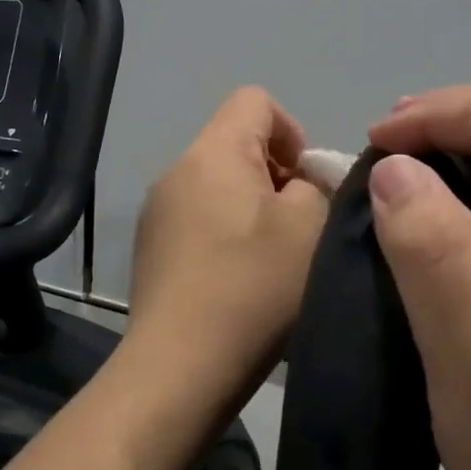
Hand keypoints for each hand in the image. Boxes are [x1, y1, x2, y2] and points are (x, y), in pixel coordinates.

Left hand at [126, 87, 328, 406]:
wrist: (179, 369)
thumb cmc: (252, 288)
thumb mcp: (309, 227)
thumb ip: (317, 185)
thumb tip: (301, 184)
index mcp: (212, 153)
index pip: (255, 100)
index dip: (293, 130)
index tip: (309, 183)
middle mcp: (176, 172)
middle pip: (237, 144)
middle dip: (279, 175)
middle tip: (301, 227)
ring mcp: (157, 214)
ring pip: (220, 186)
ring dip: (255, 209)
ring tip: (273, 260)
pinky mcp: (152, 252)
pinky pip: (201, 220)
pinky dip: (229, 236)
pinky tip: (241, 282)